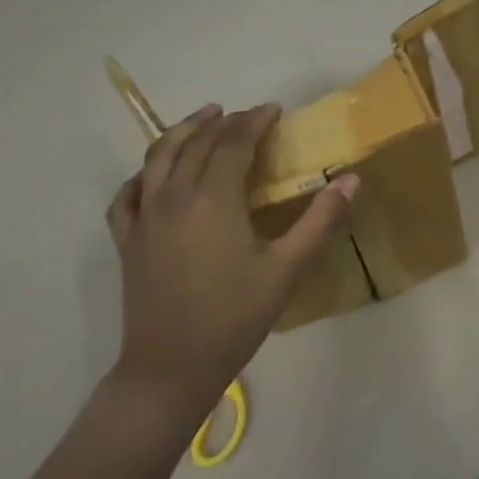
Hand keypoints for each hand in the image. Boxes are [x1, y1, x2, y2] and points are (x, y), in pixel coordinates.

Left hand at [103, 103, 357, 415]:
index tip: (274, 109)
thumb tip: (351, 180)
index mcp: (213, 199)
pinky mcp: (128, 241)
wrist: (170, 369)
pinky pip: (128, 194)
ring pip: (158, 158)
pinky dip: (143, 175)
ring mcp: (145, 218)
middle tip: (249, 115)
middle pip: (197, 143)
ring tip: (204, 119)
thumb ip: (320, 220)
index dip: (255, 121)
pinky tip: (154, 175)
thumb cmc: (233, 318)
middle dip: (224, 122)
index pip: (234, 143)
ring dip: (183, 132)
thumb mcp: (286, 269)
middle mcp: (173, 196)